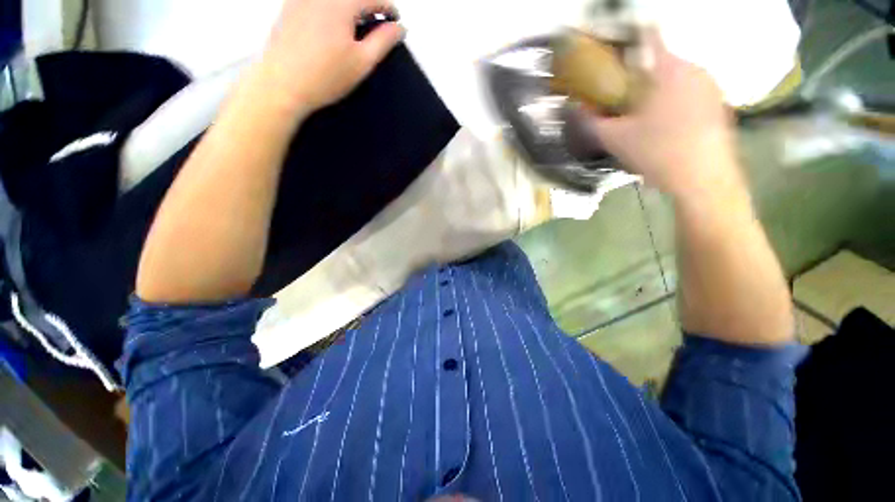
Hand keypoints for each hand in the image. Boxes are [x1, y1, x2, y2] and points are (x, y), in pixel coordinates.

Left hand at [259, 0, 403, 113]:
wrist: (282, 85)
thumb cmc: (323, 77)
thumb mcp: (362, 62)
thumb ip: (384, 41)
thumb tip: (399, 28)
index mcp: (340, 3)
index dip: (388, 8)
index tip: (396, 20)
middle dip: (369, 6)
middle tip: (379, 22)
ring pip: (335, 0)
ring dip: (351, 8)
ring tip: (357, 26)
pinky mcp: (289, 6)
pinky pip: (318, 2)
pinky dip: (332, 9)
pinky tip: (334, 28)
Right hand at [585, 31, 741, 198]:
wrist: (703, 179)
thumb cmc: (657, 152)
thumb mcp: (615, 139)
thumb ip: (591, 121)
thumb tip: (574, 109)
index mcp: (668, 70)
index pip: (649, 36)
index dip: (629, 39)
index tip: (616, 54)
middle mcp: (694, 69)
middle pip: (661, 62)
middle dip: (641, 77)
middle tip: (624, 102)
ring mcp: (711, 86)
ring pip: (677, 79)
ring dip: (658, 92)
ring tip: (644, 119)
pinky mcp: (720, 104)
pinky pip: (691, 94)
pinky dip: (676, 104)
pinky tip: (667, 129)